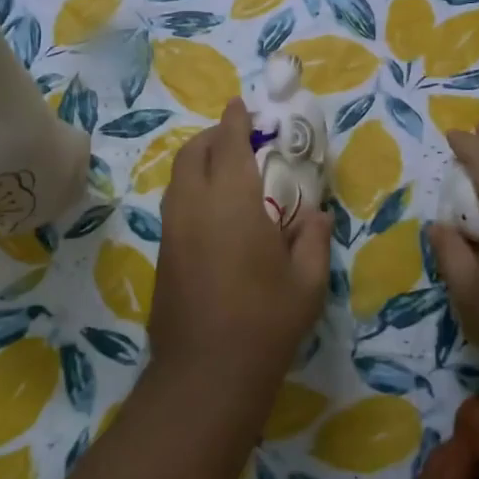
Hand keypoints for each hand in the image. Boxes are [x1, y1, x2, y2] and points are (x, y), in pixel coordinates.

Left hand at [148, 99, 331, 410]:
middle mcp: (194, 206)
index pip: (228, 144)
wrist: (205, 373)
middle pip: (193, 153)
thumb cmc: (265, 323)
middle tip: (237, 136)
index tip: (241, 104)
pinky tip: (213, 208)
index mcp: (231, 202)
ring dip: (198, 161)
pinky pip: (175, 203)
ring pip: (178, 178)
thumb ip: (312, 238)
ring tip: (225, 168)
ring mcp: (172, 230)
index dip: (234, 120)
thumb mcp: (306, 282)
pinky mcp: (163, 254)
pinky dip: (191, 188)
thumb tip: (315, 213)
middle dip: (212, 136)